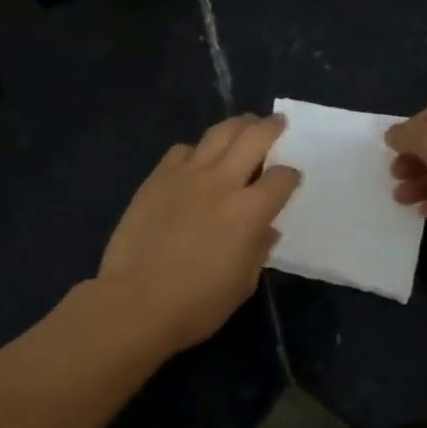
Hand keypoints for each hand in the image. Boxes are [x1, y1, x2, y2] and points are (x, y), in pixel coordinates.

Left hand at [98, 114, 300, 351]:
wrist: (135, 302)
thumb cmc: (196, 304)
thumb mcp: (242, 284)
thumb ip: (257, 250)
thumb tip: (265, 230)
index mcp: (250, 212)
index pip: (282, 178)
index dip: (290, 176)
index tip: (290, 179)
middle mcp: (222, 183)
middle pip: (254, 138)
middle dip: (271, 128)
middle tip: (277, 123)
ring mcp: (187, 176)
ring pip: (218, 134)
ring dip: (237, 125)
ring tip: (244, 124)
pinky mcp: (157, 178)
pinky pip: (182, 150)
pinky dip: (196, 150)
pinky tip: (197, 159)